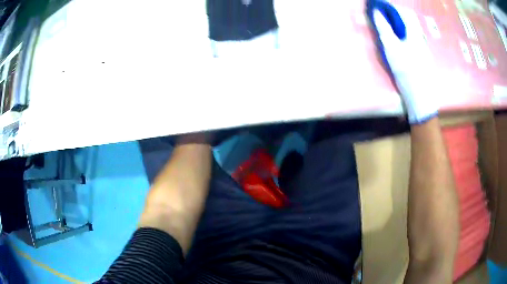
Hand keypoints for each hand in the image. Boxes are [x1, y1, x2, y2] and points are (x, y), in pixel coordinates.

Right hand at [367, 0, 438, 123]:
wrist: (422, 99)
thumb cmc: (407, 72)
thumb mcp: (392, 49)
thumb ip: (384, 29)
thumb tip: (377, 13)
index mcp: (414, 34)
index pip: (403, 13)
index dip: (391, 8)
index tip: (379, 7)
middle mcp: (421, 39)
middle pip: (408, 22)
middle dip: (395, 18)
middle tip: (382, 20)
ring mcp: (424, 50)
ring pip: (411, 33)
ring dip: (400, 28)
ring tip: (390, 33)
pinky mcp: (424, 60)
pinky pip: (414, 43)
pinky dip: (405, 39)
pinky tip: (401, 48)